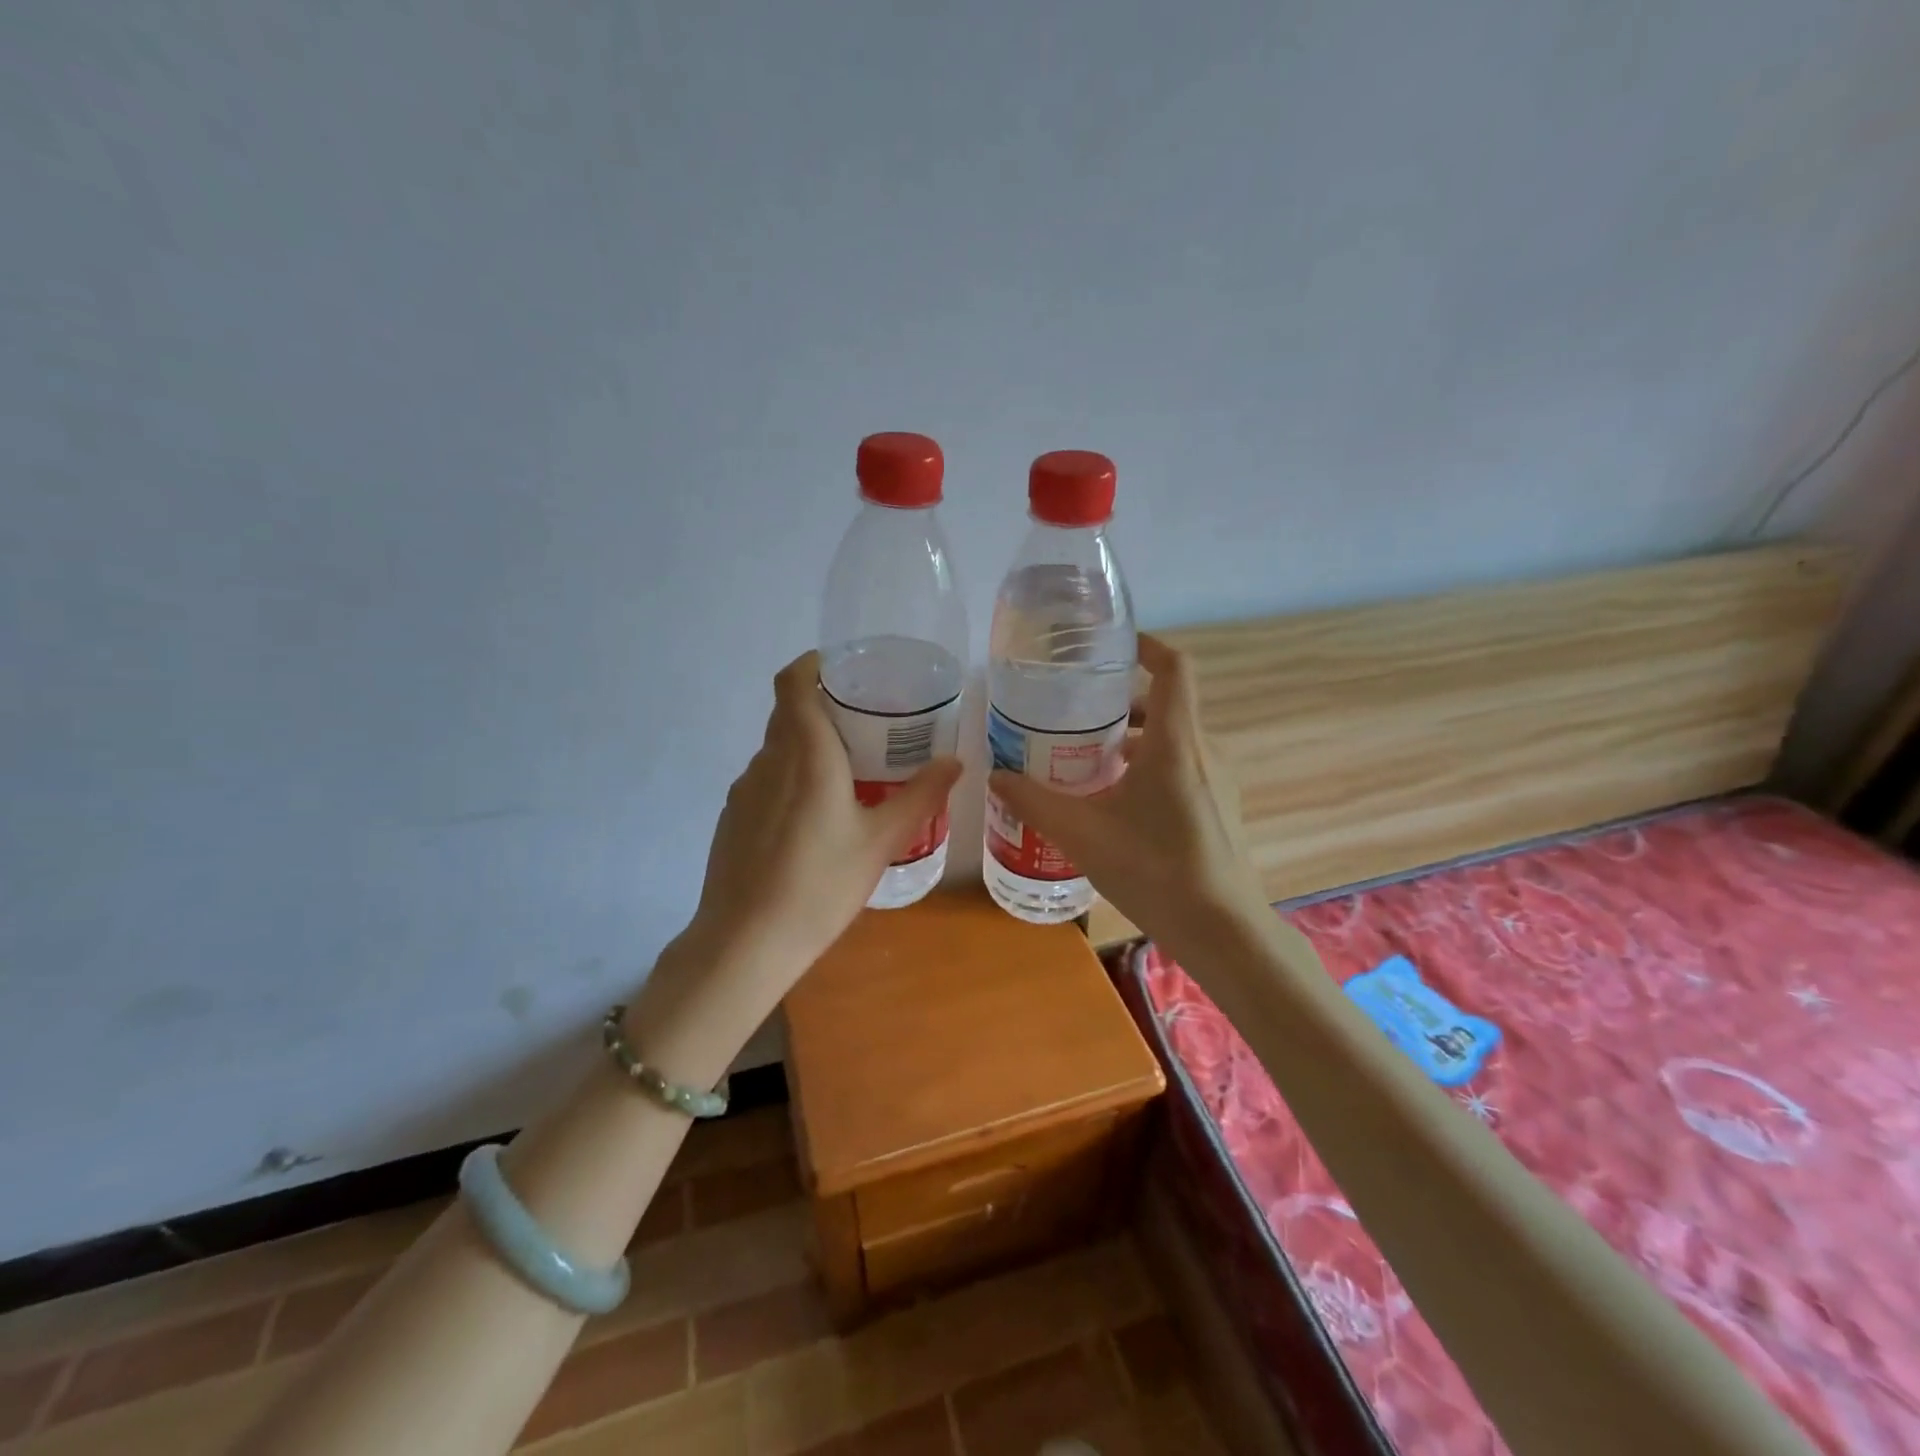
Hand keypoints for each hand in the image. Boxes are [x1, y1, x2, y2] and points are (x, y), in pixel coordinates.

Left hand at [683, 648, 962, 989]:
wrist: (746, 942)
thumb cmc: (821, 884)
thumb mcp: (882, 840)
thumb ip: (921, 796)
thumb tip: (955, 761)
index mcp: (805, 753)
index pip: (793, 681)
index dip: (814, 664)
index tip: (846, 671)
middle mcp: (768, 760)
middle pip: (789, 713)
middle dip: (824, 708)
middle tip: (867, 725)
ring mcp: (744, 789)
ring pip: (778, 749)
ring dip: (808, 747)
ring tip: (848, 773)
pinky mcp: (733, 817)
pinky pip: (766, 780)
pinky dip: (791, 779)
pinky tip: (814, 819)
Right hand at [987, 634, 1266, 952]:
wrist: (1222, 930)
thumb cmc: (1154, 870)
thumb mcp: (1081, 833)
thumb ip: (1034, 801)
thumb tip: (995, 776)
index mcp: (1175, 742)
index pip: (1174, 668)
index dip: (1147, 645)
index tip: (1111, 645)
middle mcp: (1203, 751)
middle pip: (1164, 705)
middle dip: (1119, 702)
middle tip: (1073, 714)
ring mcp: (1218, 780)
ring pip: (1171, 739)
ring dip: (1131, 739)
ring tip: (1085, 759)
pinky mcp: (1220, 807)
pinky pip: (1181, 767)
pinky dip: (1148, 766)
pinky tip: (1115, 802)